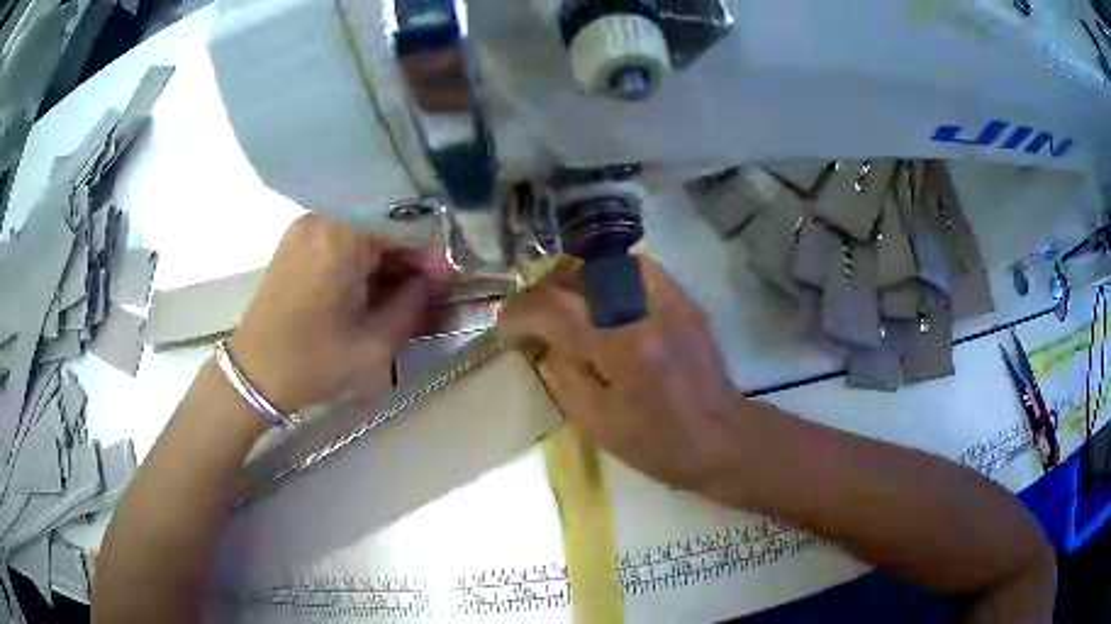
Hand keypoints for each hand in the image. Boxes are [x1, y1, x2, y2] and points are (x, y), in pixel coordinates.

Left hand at [230, 215, 443, 413]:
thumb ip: (413, 305)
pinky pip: (339, 239)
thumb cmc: (314, 363)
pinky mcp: (295, 242)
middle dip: (407, 257)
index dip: (430, 254)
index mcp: (341, 236)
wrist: (254, 375)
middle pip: (381, 225)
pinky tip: (370, 287)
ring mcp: (304, 228)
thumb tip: (435, 280)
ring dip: (384, 259)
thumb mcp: (375, 344)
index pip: (403, 227)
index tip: (447, 281)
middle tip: (427, 289)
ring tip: (401, 292)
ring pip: (361, 232)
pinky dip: (360, 259)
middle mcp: (322, 219)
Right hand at [497, 258, 742, 490]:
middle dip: (545, 293)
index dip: (519, 312)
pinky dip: (611, 279)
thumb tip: (544, 342)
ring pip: (608, 265)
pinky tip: (606, 303)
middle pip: (579, 275)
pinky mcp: (684, 301)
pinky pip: (638, 270)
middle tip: (533, 319)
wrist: (721, 438)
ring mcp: (670, 299)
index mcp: (622, 346)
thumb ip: (562, 374)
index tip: (505, 326)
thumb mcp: (596, 423)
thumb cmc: (658, 444)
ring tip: (567, 308)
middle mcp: (646, 309)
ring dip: (577, 282)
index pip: (554, 307)